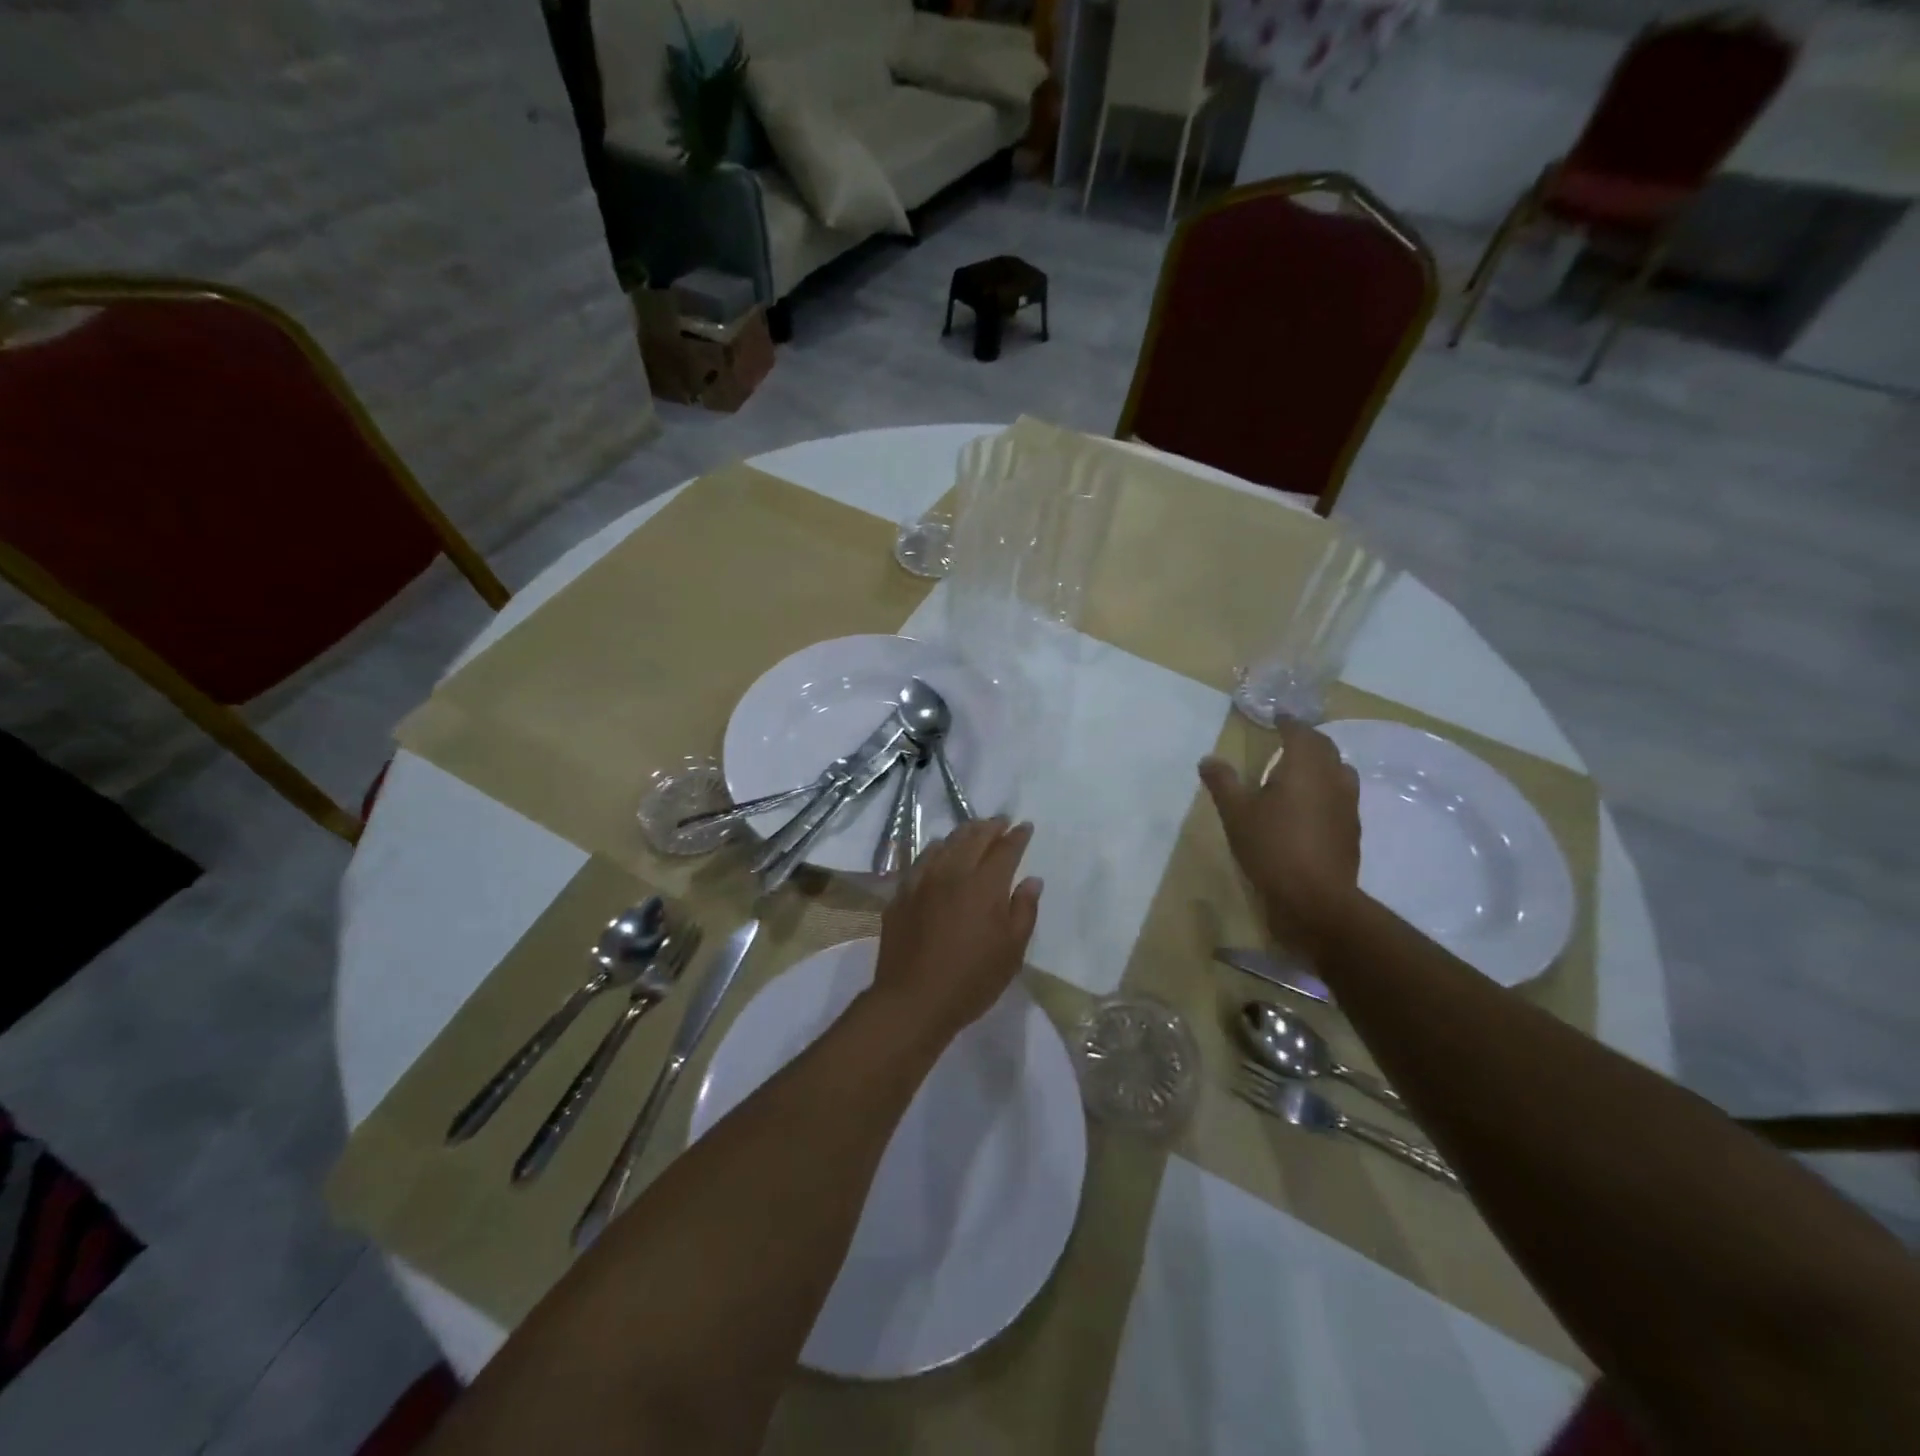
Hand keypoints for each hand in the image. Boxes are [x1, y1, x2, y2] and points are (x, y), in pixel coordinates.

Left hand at [870, 817, 1042, 1049]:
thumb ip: (1024, 910)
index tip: (1024, 826)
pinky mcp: (901, 894)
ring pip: (944, 844)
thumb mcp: (1011, 951)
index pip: (1005, 849)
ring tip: (973, 831)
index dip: (1017, 836)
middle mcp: (952, 873)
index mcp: (984, 885)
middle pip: (973, 838)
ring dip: (963, 833)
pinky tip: (938, 852)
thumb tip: (1031, 880)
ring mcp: (922, 881)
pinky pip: (921, 861)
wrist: (913, 1000)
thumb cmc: (971, 980)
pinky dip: (935, 850)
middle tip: (1001, 821)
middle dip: (990, 826)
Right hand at [1200, 721, 1360, 943]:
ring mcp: (1348, 805)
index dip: (1288, 722)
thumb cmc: (1272, 848)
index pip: (1300, 732)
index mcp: (1305, 767)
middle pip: (1325, 748)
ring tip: (1300, 770)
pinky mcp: (1352, 830)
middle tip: (1288, 739)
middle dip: (1307, 739)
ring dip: (1321, 763)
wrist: (1315, 899)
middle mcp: (1332, 778)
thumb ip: (1223, 782)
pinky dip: (1326, 789)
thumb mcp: (1236, 813)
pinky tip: (1310, 806)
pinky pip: (1341, 796)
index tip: (1277, 716)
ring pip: (1339, 771)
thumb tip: (1208, 759)